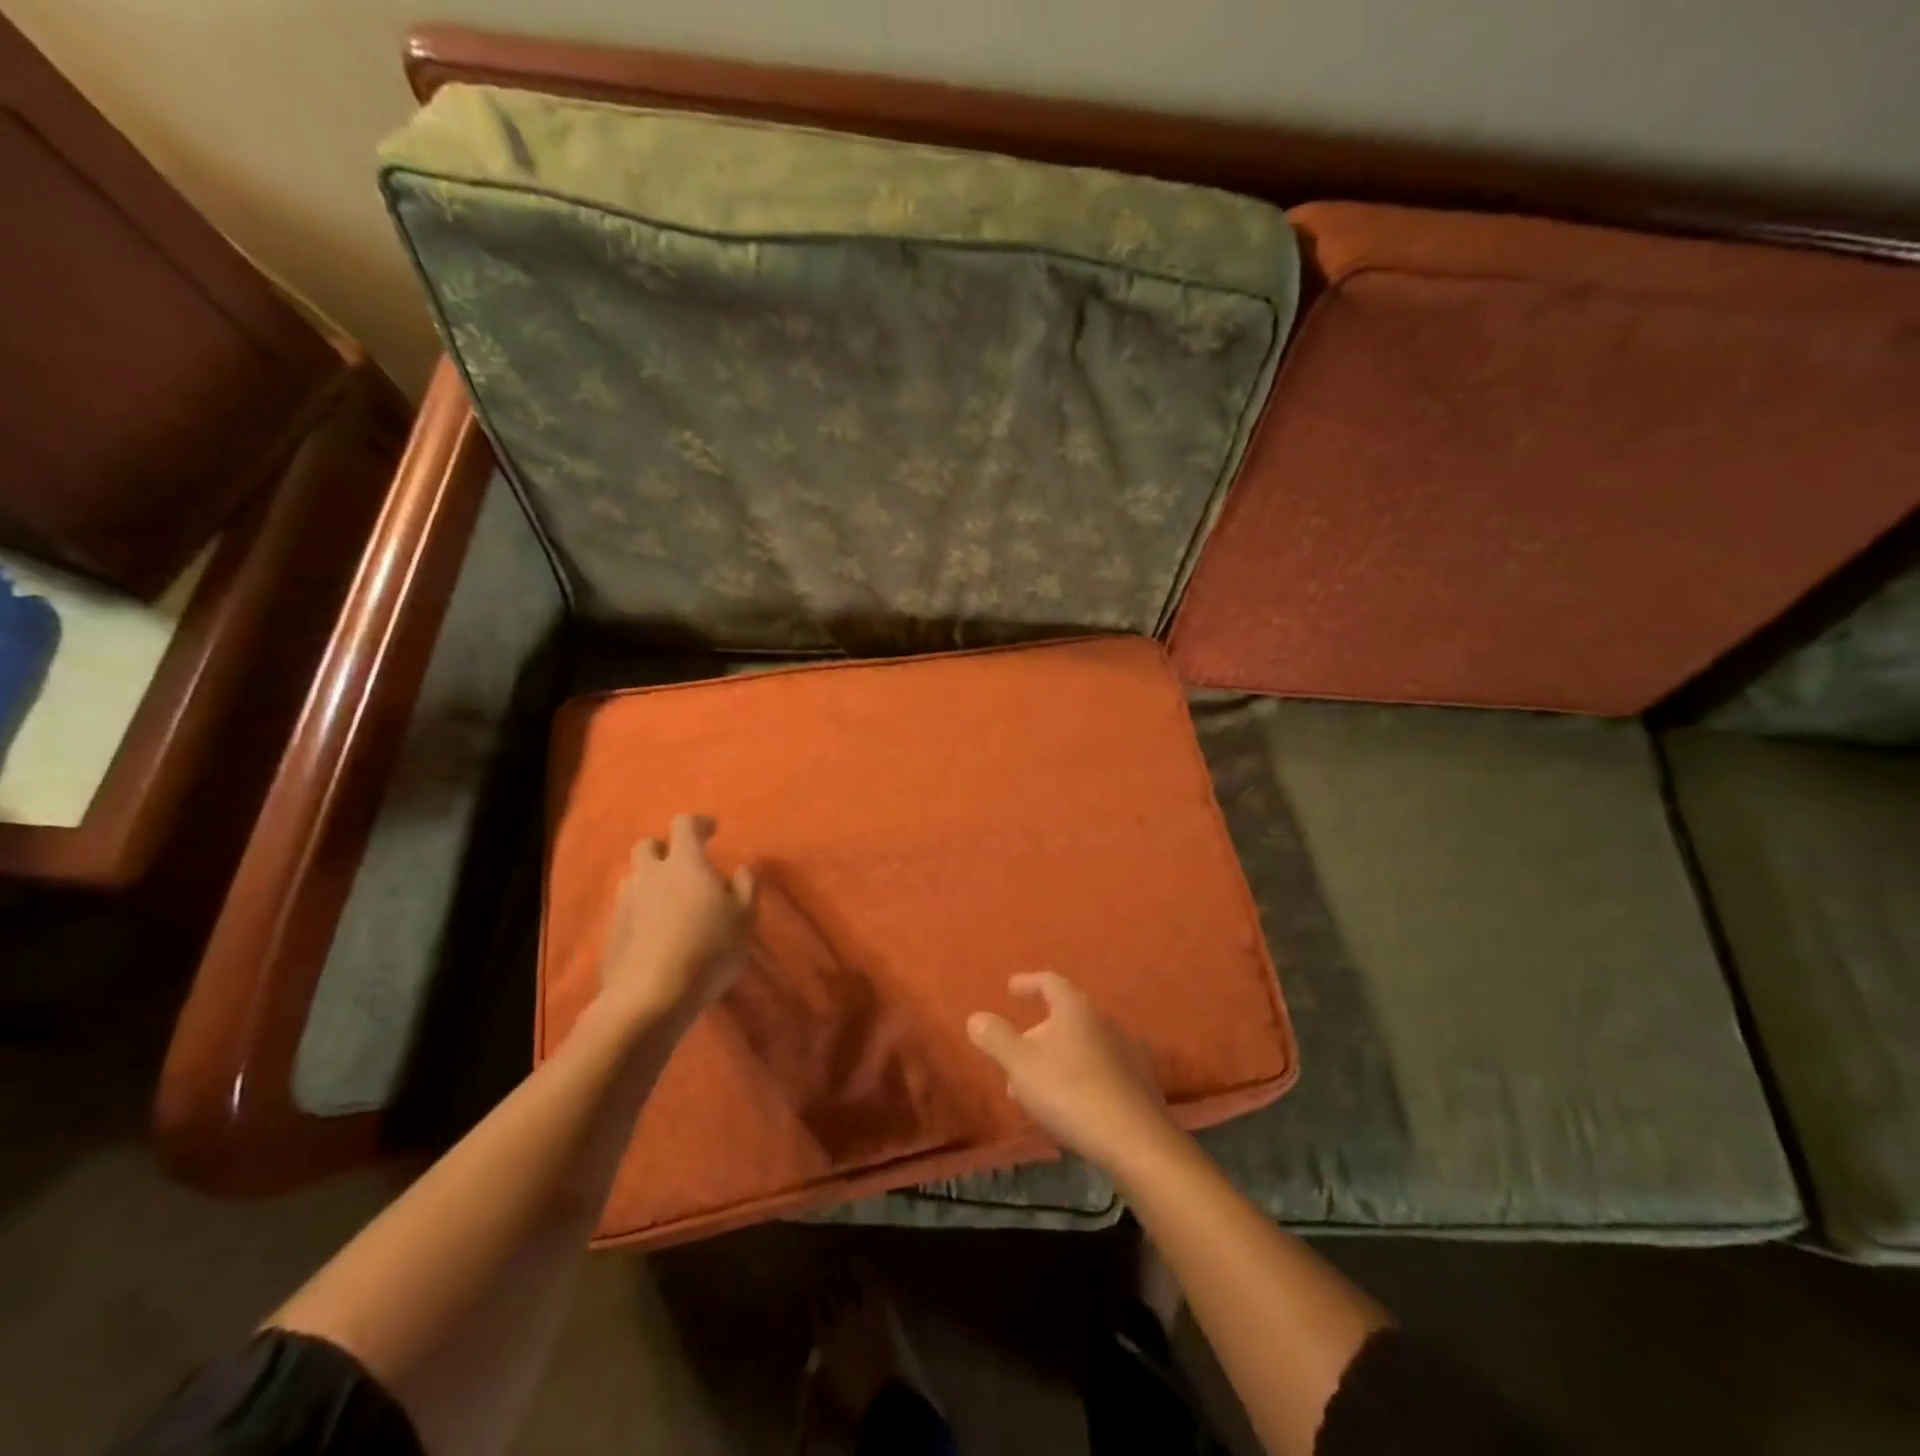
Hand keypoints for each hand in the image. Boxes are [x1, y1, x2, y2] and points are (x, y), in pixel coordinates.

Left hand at [598, 813, 755, 1027]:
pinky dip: (641, 911)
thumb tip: (741, 868)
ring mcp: (625, 903)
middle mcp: (649, 875)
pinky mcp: (611, 933)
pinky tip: (656, 932)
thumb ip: (746, 887)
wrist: (651, 997)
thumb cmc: (708, 949)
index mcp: (684, 863)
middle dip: (664, 848)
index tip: (712, 830)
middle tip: (683, 864)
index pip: (684, 825)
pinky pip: (627, 909)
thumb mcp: (744, 918)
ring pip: (634, 878)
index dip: (699, 824)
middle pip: (646, 845)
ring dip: (650, 881)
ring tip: (670, 901)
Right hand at [967, 972, 1180, 1173]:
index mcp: (1075, 1008)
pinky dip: (1075, 1077)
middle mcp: (1102, 1021)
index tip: (1011, 988)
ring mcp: (1124, 1051)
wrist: (1136, 1141)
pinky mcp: (1135, 1082)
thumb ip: (996, 1038)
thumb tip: (976, 1017)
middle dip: (1035, 1035)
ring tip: (1034, 1089)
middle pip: (1063, 1017)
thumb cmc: (1071, 1092)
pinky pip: (1096, 1069)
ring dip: (1053, 1060)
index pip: (1049, 982)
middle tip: (1013, 1059)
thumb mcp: (1020, 1065)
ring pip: (1078, 1046)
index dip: (1027, 983)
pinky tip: (1066, 1105)